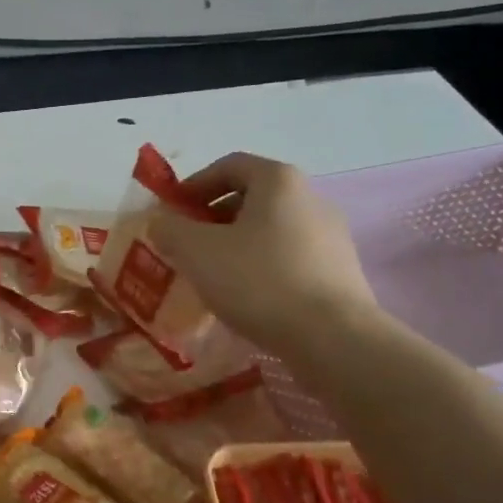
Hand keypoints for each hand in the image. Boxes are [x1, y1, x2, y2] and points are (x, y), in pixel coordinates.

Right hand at [148, 152, 377, 348]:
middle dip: (214, 217)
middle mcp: (311, 198)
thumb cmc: (259, 281)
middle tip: (188, 245)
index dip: (194, 184)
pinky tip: (248, 296)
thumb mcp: (197, 252)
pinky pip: (291, 257)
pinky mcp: (341, 270)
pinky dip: (263, 267)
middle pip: (253, 197)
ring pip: (272, 229)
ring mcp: (332, 235)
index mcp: (279, 181)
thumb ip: (171, 229)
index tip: (172, 211)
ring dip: (237, 244)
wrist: (332, 337)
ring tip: (214, 275)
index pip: (230, 165)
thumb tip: (161, 221)